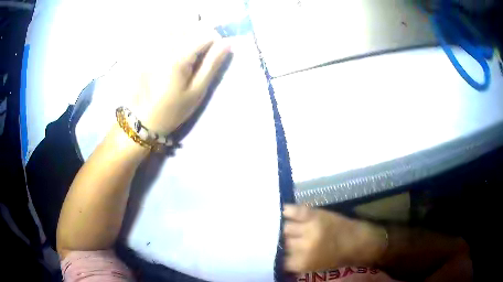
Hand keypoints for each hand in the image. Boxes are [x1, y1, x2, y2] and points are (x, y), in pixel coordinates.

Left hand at [131, 30, 230, 135]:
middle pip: (192, 26)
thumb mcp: (197, 91)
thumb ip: (212, 64)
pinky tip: (175, 47)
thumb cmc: (173, 109)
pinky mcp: (148, 50)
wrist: (143, 118)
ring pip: (178, 26)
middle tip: (203, 53)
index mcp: (180, 57)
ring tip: (190, 50)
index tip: (216, 54)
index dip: (216, 41)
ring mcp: (155, 47)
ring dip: (189, 32)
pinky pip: (164, 32)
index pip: (206, 34)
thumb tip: (228, 43)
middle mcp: (166, 46)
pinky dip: (174, 34)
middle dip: (203, 35)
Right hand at [283, 204, 386, 272]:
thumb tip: (280, 254)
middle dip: (285, 242)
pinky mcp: (315, 215)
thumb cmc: (338, 257)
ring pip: (286, 228)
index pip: (281, 258)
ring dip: (286, 228)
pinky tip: (284, 211)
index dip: (281, 255)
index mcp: (302, 262)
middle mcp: (303, 246)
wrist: (358, 242)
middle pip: (283, 242)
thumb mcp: (313, 266)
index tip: (281, 252)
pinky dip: (288, 210)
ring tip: (287, 227)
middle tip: (288, 239)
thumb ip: (295, 261)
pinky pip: (296, 211)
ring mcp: (309, 229)